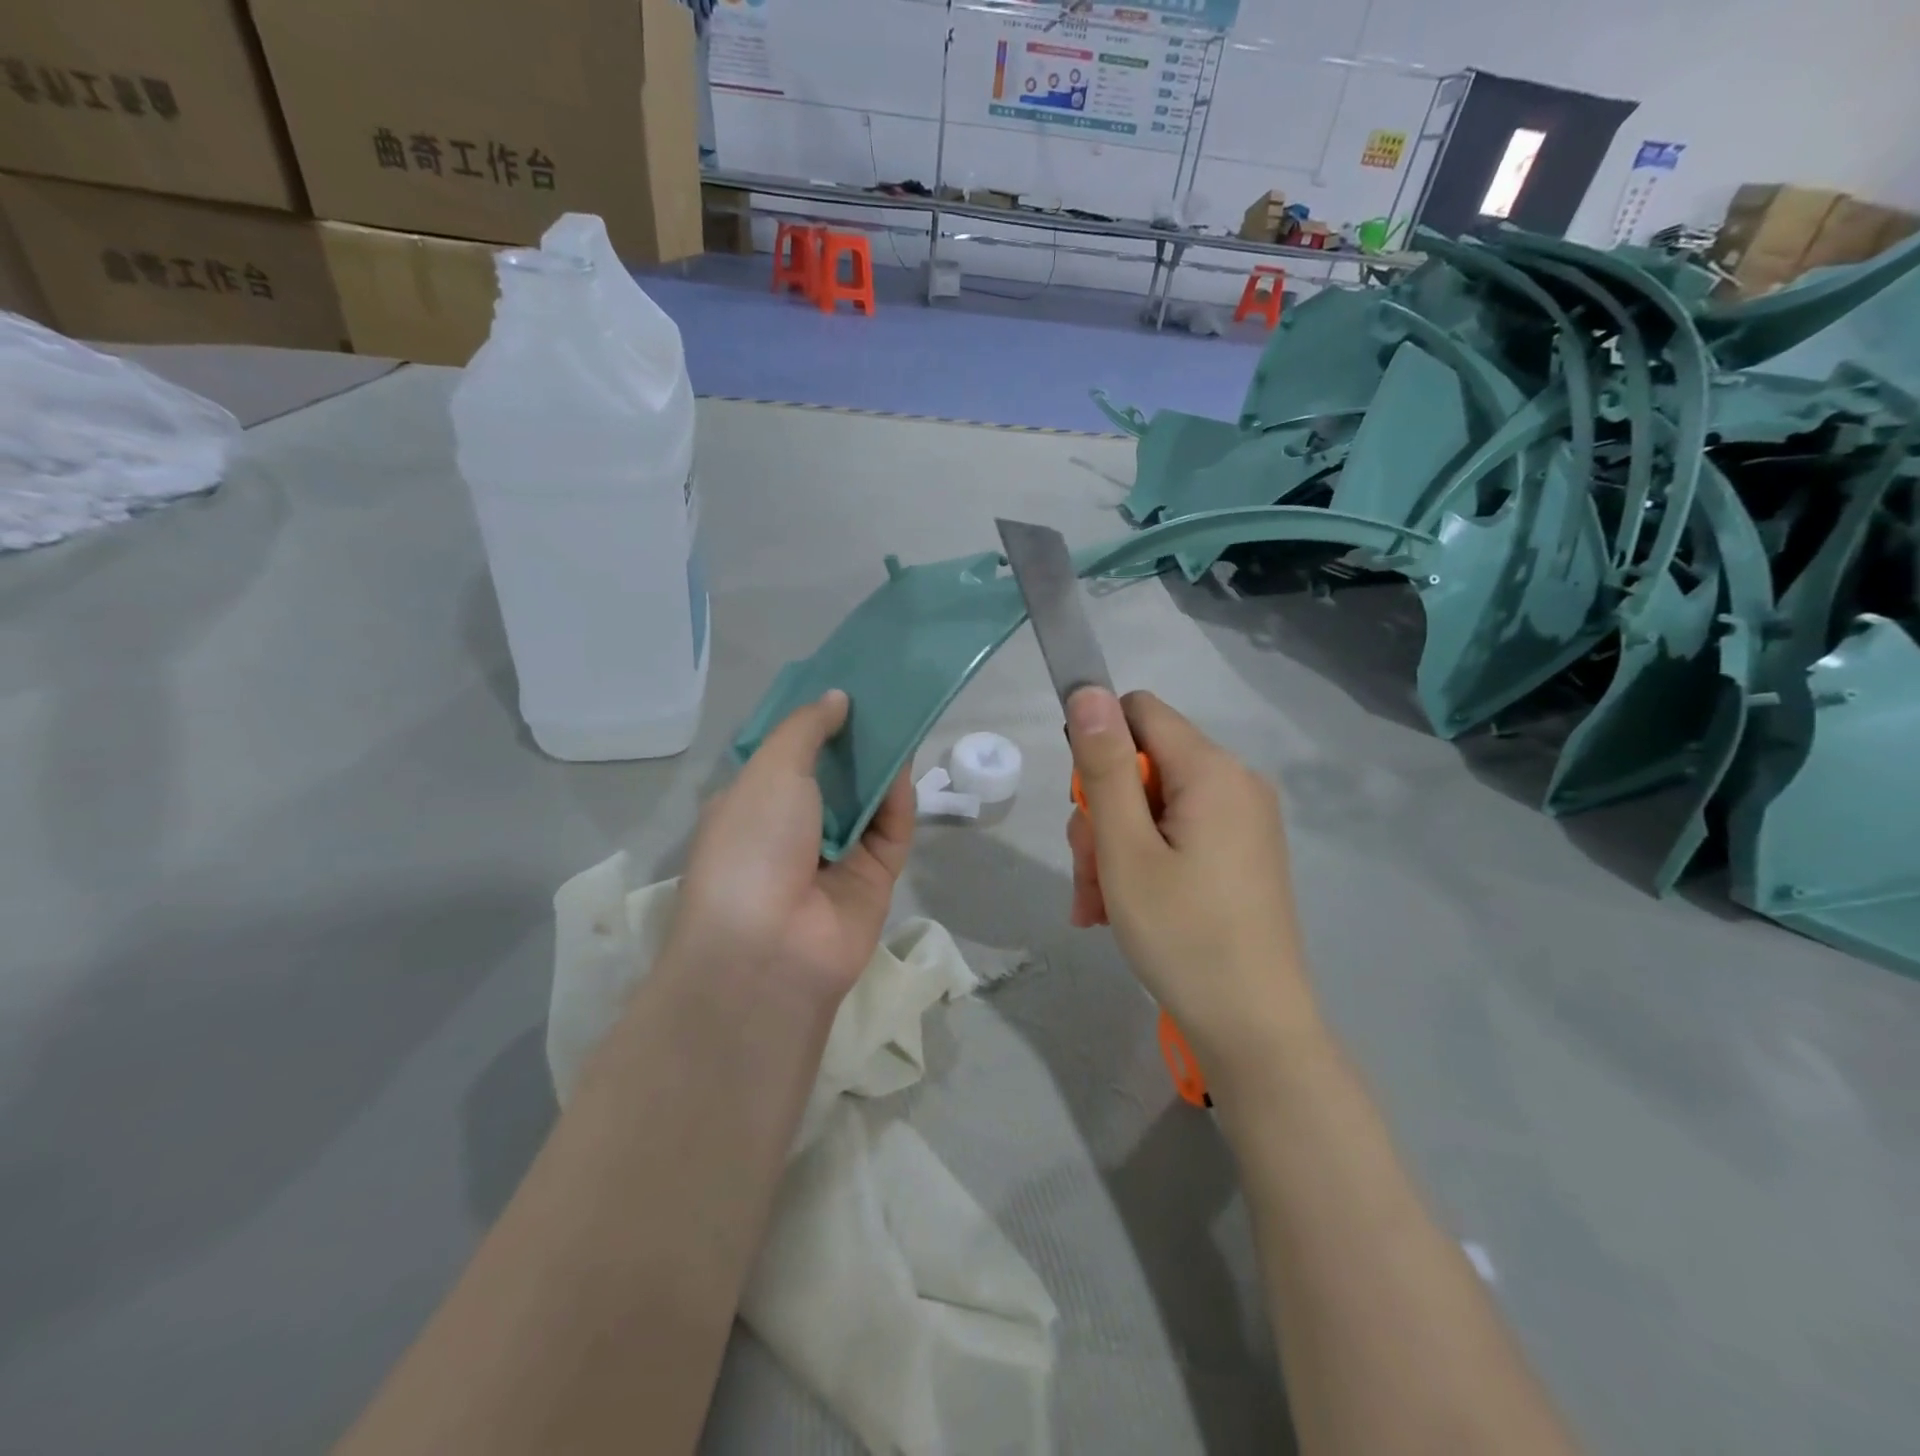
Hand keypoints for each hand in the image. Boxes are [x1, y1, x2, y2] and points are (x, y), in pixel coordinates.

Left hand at [670, 690, 912, 1005]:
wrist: (769, 948)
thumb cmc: (752, 845)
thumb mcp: (769, 771)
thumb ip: (806, 729)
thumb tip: (836, 698)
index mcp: (752, 806)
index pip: (786, 757)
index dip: (812, 723)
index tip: (840, 688)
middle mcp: (793, 831)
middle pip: (832, 776)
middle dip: (853, 740)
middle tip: (881, 696)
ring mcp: (835, 857)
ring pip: (866, 801)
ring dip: (880, 764)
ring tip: (901, 716)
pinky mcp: (874, 879)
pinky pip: (891, 830)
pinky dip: (897, 799)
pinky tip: (905, 764)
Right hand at [1066, 687, 1318, 1073]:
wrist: (1254, 1030)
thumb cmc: (1182, 936)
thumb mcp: (1125, 849)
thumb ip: (1105, 766)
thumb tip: (1088, 690)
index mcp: (1212, 771)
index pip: (1139, 711)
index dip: (1098, 746)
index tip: (1084, 805)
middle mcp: (1235, 782)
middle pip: (1143, 765)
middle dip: (1101, 814)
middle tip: (1089, 874)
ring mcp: (1242, 821)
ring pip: (1152, 806)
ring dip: (1113, 848)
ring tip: (1097, 905)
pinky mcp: (1241, 854)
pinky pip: (1177, 836)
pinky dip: (1142, 862)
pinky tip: (1119, 910)